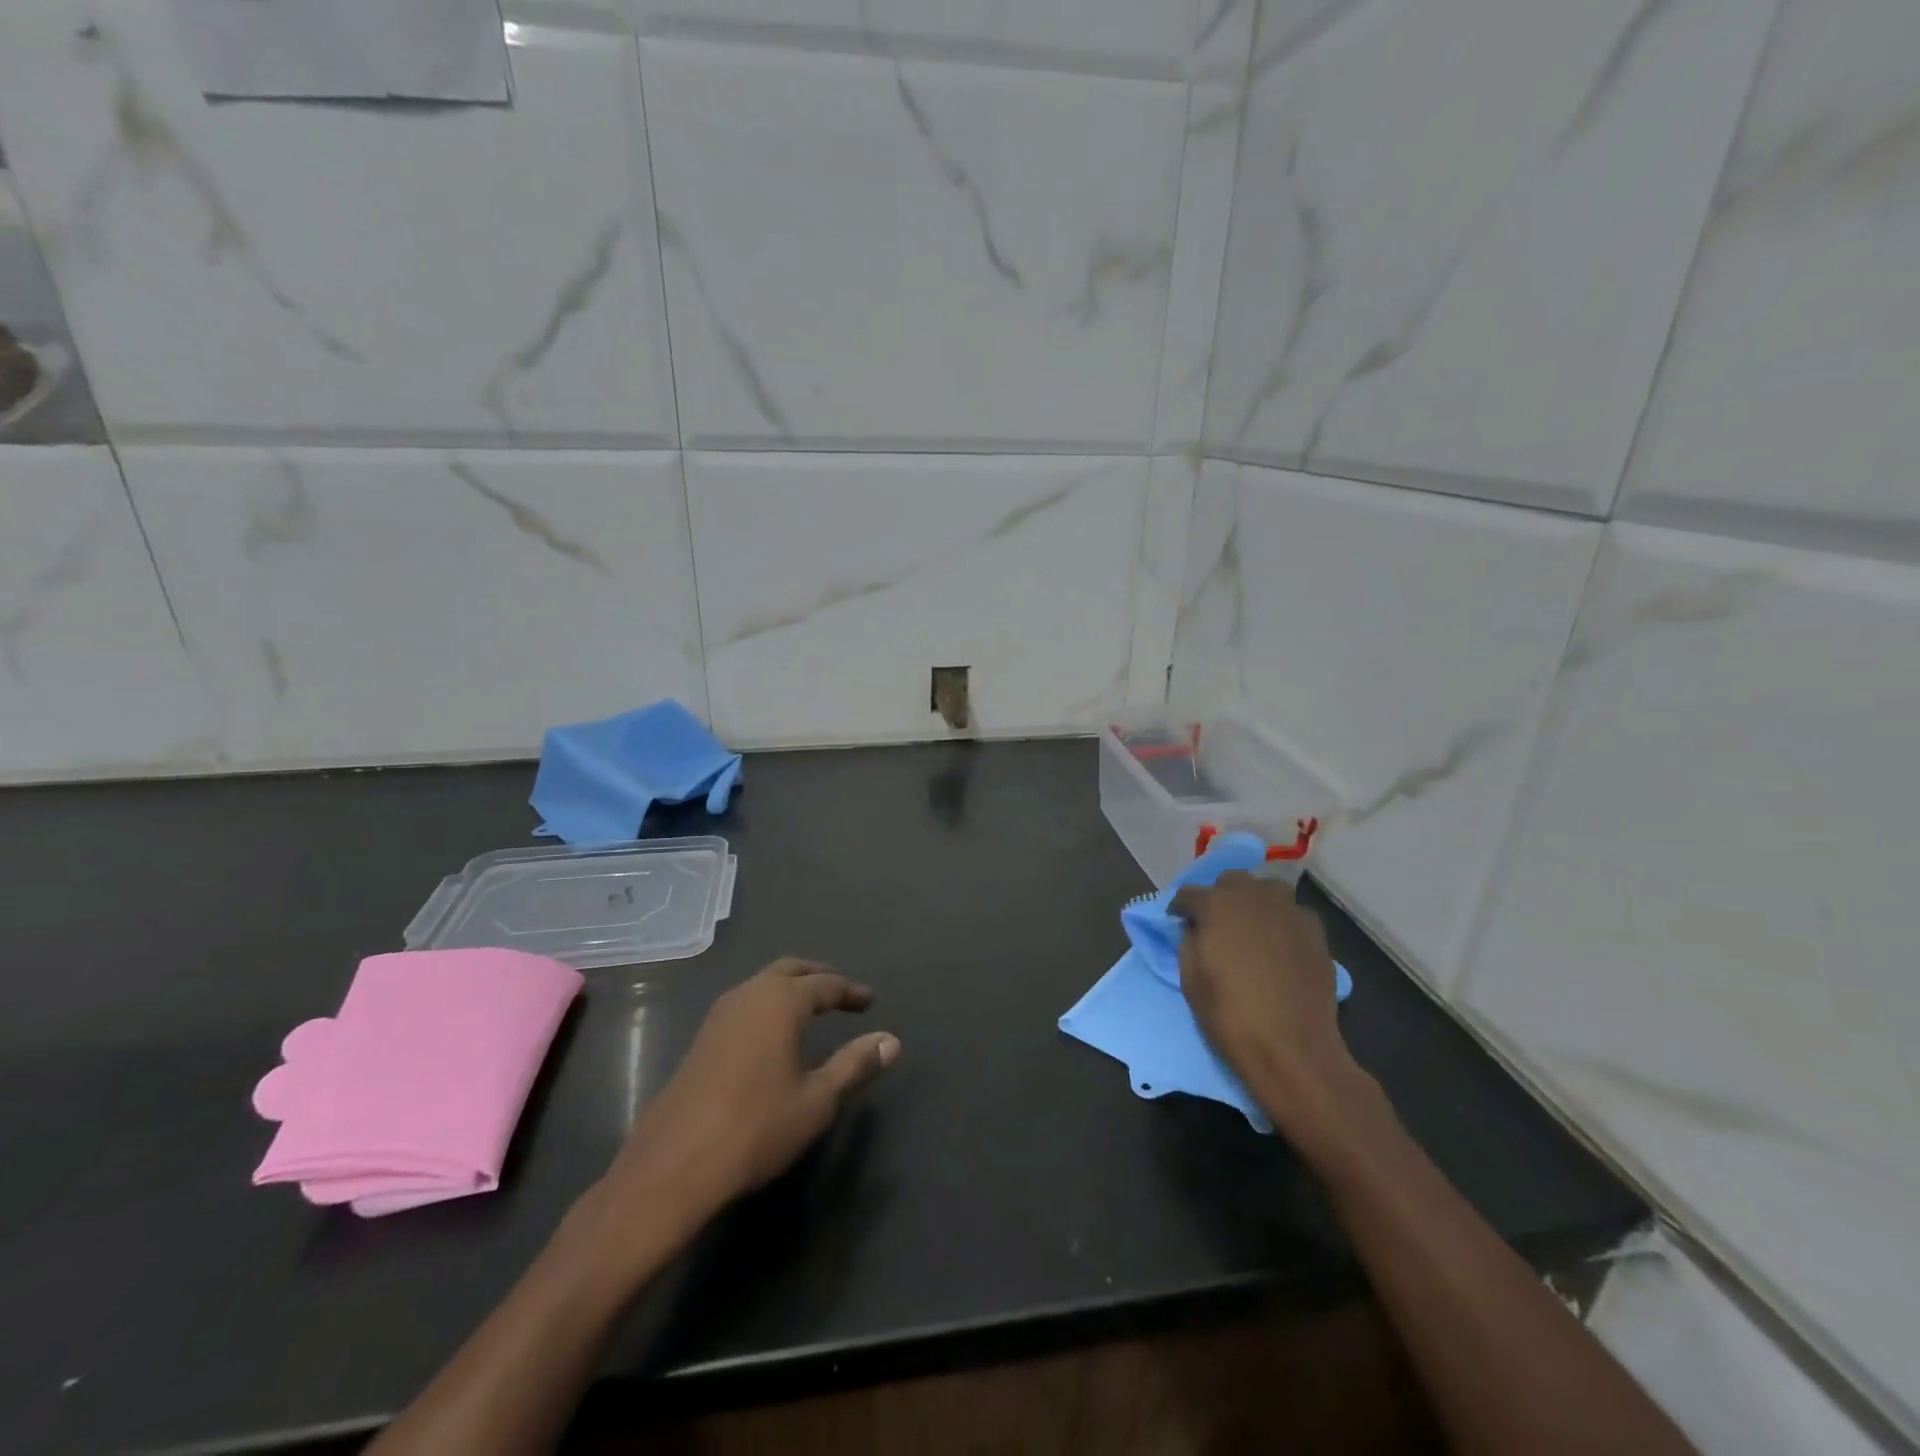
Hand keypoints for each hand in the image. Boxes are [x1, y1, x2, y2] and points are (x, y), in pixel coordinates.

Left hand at [583, 959, 898, 1261]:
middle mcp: (749, 995)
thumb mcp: (817, 1100)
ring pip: (763, 984)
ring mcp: (719, 1015)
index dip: (850, 992)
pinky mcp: (702, 1038)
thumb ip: (855, 1065)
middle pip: (790, 970)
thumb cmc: (755, 1128)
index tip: (870, 1002)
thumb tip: (891, 1040)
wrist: (673, 1167)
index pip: (825, 984)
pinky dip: (769, 1005)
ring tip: (812, 1010)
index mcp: (781, 1002)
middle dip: (819, 977)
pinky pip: (745, 1004)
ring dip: (790, 988)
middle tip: (842, 994)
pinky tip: (773, 1035)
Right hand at [1170, 873, 1366, 1136]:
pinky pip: (1292, 912)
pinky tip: (1278, 944)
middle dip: (1219, 896)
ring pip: (1266, 889)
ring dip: (1253, 900)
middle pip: (1230, 881)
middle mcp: (1253, 897)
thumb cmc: (1229, 1015)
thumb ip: (1189, 941)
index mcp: (1216, 905)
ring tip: (1249, 927)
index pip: (1189, 894)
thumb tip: (1196, 928)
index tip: (1178, 922)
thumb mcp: (1190, 979)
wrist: (1292, 1048)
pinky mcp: (1314, 931)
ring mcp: (1288, 911)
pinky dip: (1280, 920)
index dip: (1181, 909)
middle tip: (1215, 924)